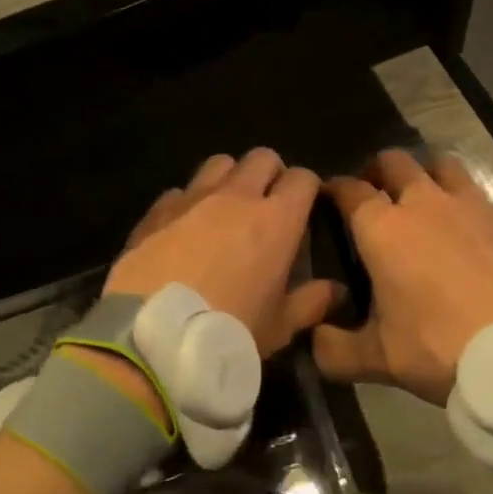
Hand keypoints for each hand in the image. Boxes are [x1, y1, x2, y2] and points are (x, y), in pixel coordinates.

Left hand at [105, 149, 340, 356]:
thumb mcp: (279, 326)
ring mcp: (193, 197)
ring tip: (226, 208)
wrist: (156, 335)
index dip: (307, 188)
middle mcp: (237, 196)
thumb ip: (311, 302)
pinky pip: (180, 190)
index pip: (303, 178)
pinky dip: (188, 202)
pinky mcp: (157, 209)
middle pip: (262, 158)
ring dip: (230, 178)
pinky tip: (184, 227)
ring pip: (220, 163)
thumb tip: (336, 290)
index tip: (306, 208)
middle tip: (268, 203)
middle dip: (270, 173)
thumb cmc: (229, 331)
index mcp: (277, 220)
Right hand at [313, 149, 492, 404]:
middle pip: (394, 162)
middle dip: (378, 171)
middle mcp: (423, 203)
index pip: (349, 190)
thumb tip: (314, 339)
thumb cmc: (442, 348)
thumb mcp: (380, 359)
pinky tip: (468, 228)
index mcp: (383, 228)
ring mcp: (470, 204)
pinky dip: (464, 200)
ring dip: (425, 174)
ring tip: (424, 198)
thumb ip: (335, 349)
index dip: (334, 189)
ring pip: (440, 165)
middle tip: (375, 195)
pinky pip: (477, 192)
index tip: (330, 197)